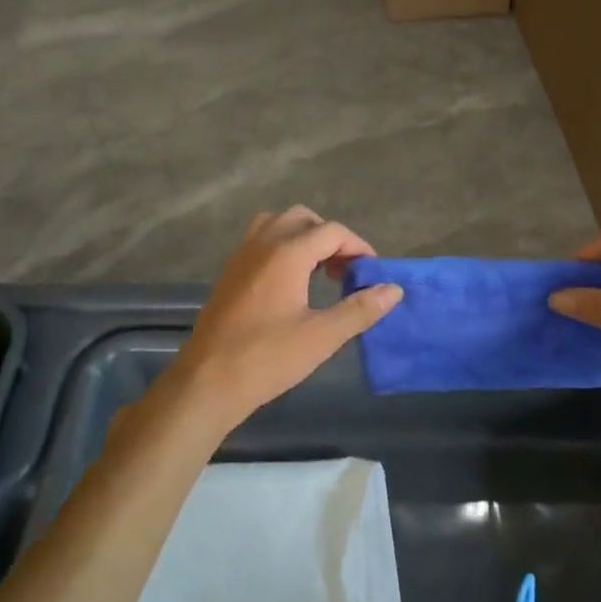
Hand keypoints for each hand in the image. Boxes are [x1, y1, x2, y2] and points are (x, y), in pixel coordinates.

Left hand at [164, 207, 401, 432]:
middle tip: (345, 271)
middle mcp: (262, 243)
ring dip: (303, 238)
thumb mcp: (321, 337)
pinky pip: (260, 241)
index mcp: (286, 253)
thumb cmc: (267, 358)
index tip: (371, 273)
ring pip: (277, 224)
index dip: (358, 247)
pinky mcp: (229, 273)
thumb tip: (393, 289)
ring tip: (319, 271)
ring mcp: (241, 256)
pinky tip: (291, 284)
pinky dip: (282, 247)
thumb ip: (359, 309)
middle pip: (304, 219)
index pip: (332, 231)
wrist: (206, 382)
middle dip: (330, 238)